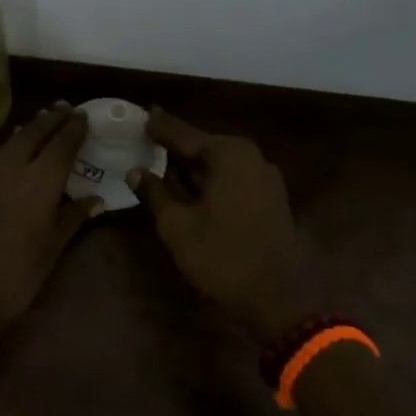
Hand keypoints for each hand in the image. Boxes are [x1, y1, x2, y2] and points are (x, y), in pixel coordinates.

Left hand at [0, 103, 103, 345]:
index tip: (83, 116)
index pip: (61, 144)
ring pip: (12, 140)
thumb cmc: (14, 274)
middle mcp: (12, 168)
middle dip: (51, 119)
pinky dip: (13, 145)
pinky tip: (18, 150)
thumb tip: (95, 198)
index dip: (73, 129)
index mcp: (39, 180)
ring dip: (31, 128)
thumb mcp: (51, 248)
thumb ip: (72, 217)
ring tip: (45, 121)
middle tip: (65, 109)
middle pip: (34, 132)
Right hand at [130, 110, 320, 346]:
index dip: (160, 128)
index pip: (184, 135)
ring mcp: (266, 179)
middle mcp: (252, 157)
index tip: (143, 115)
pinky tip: (191, 189)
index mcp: (229, 154)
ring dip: (193, 166)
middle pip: (204, 147)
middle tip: (149, 139)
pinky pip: (233, 179)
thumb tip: (135, 171)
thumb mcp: (178, 226)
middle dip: (177, 146)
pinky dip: (211, 181)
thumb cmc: (223, 257)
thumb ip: (155, 193)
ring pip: (220, 165)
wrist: (280, 300)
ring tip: (164, 163)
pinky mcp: (272, 199)